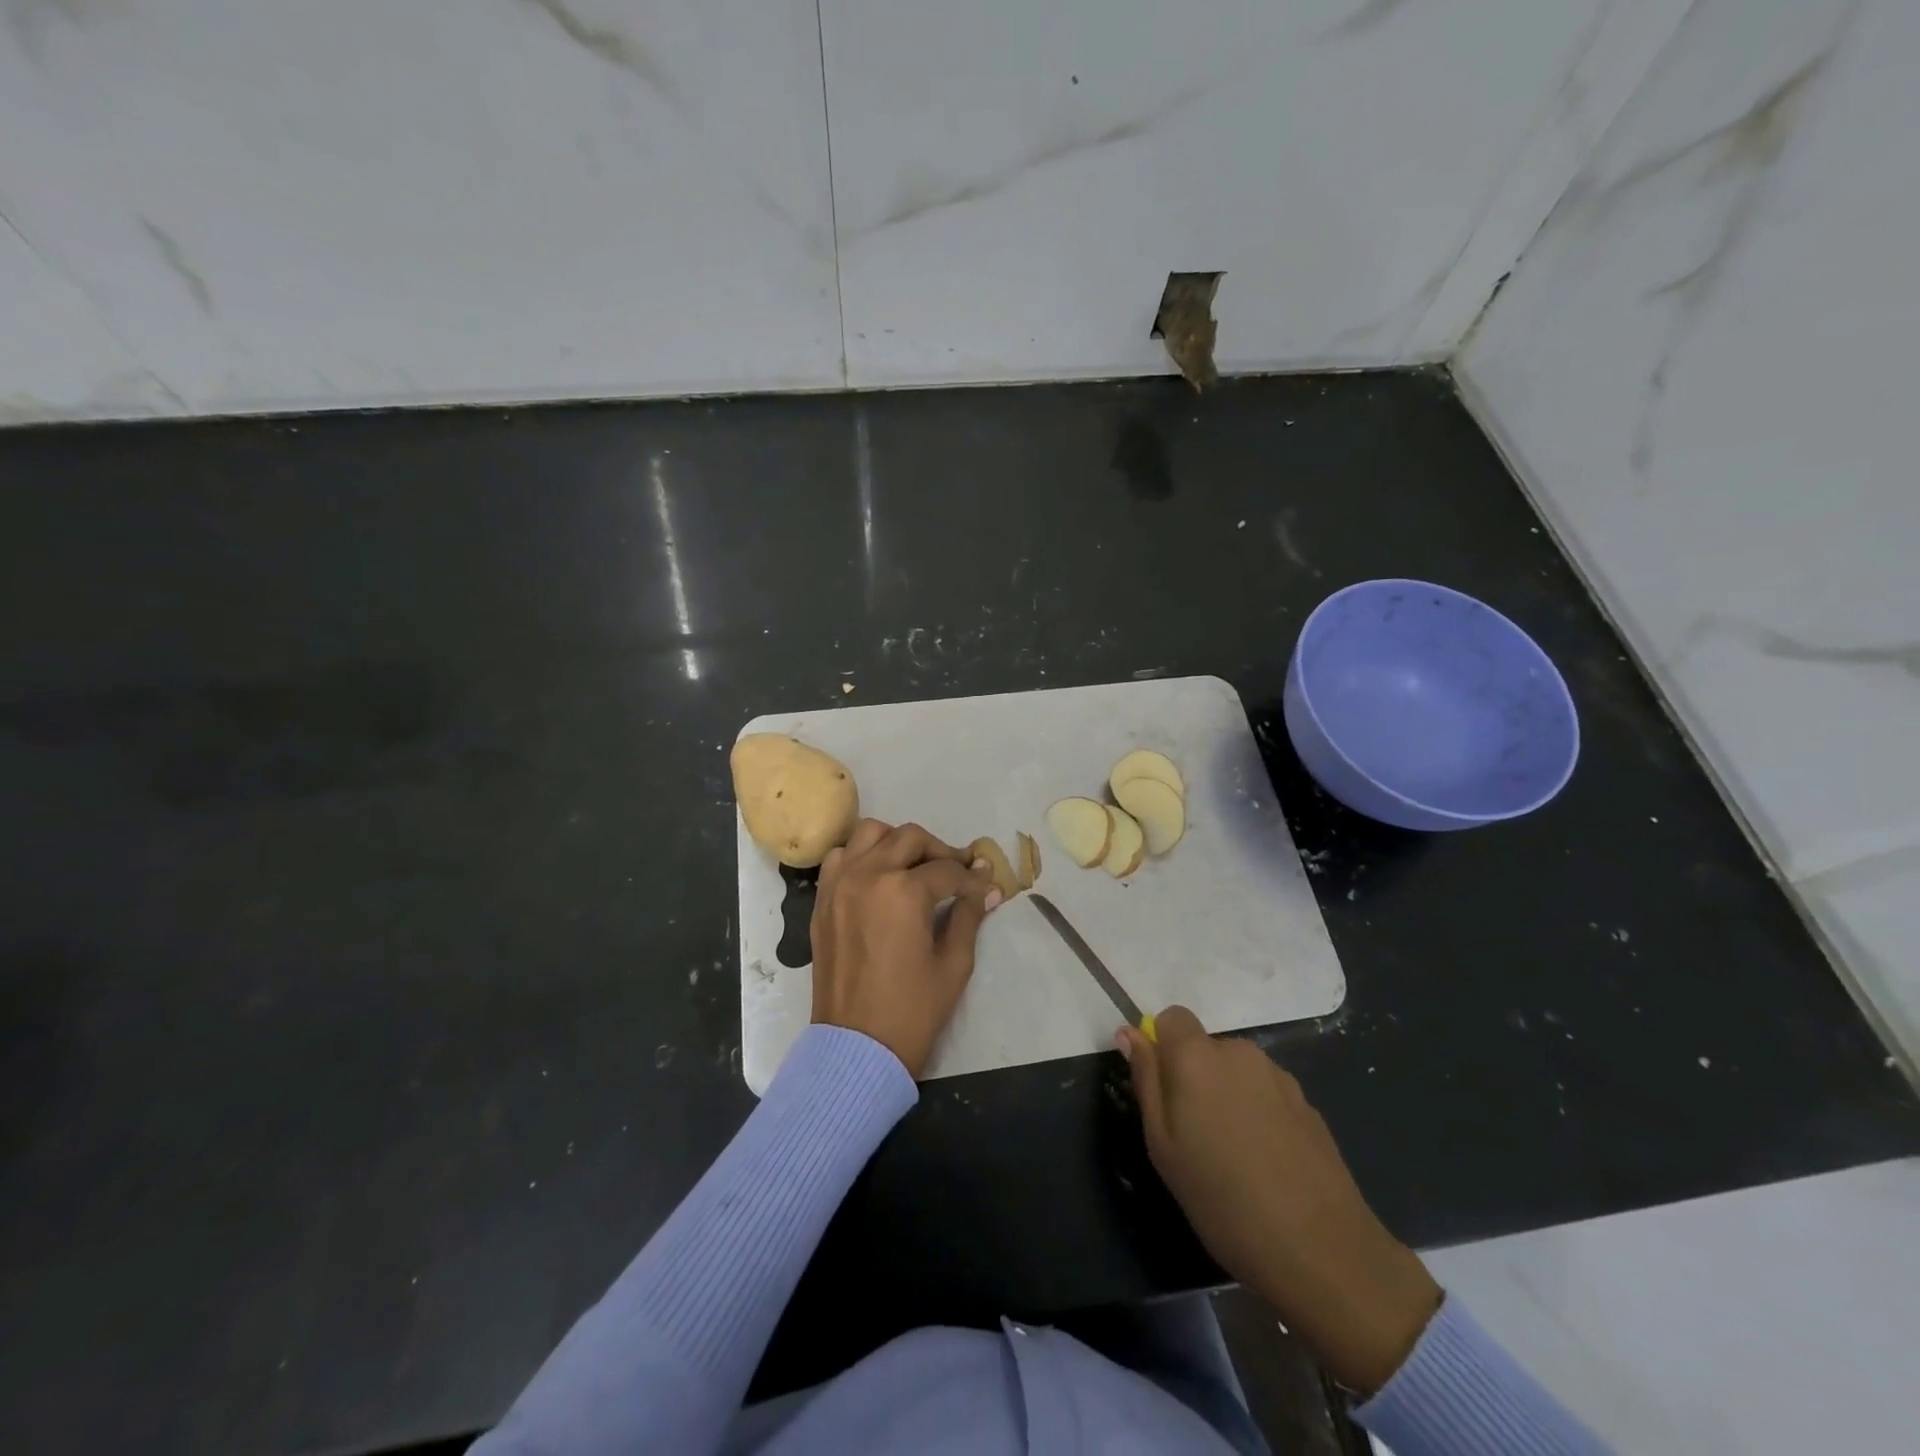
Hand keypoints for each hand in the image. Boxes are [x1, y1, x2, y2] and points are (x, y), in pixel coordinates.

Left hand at [810, 819, 1001, 1077]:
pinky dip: (861, 856)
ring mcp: (839, 884)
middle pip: (910, 838)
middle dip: (940, 851)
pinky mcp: (823, 900)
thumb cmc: (912, 1010)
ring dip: (897, 843)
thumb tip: (987, 888)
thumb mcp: (953, 964)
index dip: (972, 878)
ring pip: (870, 834)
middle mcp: (867, 875)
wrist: (856, 1048)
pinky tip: (879, 879)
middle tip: (956, 874)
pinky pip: (841, 857)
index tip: (986, 886)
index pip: (947, 870)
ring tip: (914, 868)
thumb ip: (968, 916)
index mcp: (903, 891)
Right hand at [1117, 1006, 1441, 1394]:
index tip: (1164, 1093)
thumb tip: (1129, 1033)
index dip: (1162, 1047)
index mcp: (1198, 1057)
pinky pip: (1267, 1095)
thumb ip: (1145, 1080)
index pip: (1172, 1017)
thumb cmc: (1223, 1200)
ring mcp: (1280, 1077)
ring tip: (1235, 1157)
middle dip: (1196, 1078)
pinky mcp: (1308, 1104)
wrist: (1322, 1250)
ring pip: (1238, 1073)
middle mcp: (1239, 1053)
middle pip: (1206, 1048)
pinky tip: (1268, 1165)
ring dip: (1229, 1097)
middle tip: (1195, 1137)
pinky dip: (1259, 1116)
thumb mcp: (1163, 1146)